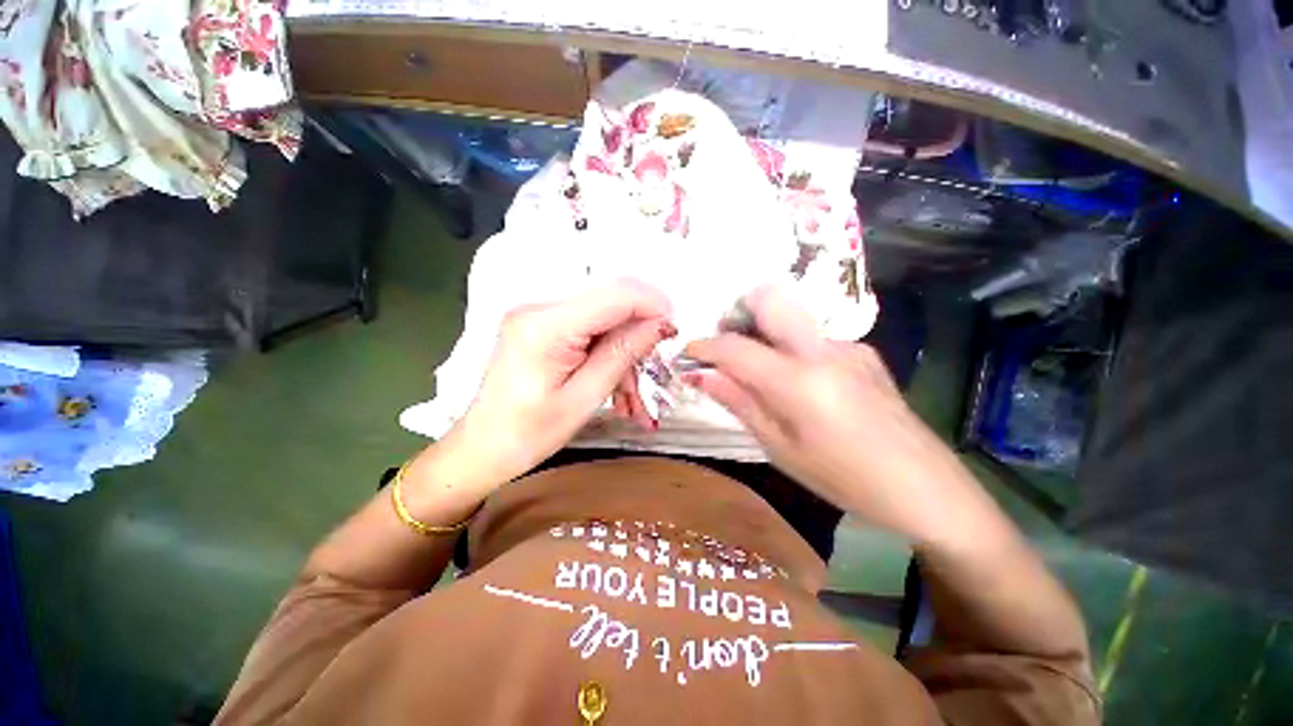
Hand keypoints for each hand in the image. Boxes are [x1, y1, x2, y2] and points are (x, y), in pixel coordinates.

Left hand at [446, 280, 673, 486]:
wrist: (482, 445)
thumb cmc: (529, 434)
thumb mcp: (585, 397)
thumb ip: (622, 353)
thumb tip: (659, 323)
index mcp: (546, 326)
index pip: (615, 294)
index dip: (652, 305)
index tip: (673, 331)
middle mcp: (539, 306)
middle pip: (610, 300)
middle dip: (639, 329)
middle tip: (652, 367)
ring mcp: (538, 313)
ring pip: (604, 315)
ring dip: (624, 346)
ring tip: (631, 392)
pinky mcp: (541, 323)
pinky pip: (589, 326)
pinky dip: (607, 349)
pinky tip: (613, 379)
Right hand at [683, 287, 997, 545]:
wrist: (928, 489)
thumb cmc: (845, 480)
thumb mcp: (781, 449)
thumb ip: (740, 403)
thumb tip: (701, 376)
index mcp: (798, 381)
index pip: (735, 347)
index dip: (705, 346)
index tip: (688, 353)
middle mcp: (822, 350)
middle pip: (770, 299)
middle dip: (738, 314)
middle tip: (726, 348)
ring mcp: (848, 347)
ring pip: (792, 320)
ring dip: (765, 335)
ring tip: (761, 375)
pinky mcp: (864, 354)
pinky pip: (813, 339)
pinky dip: (792, 350)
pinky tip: (800, 386)